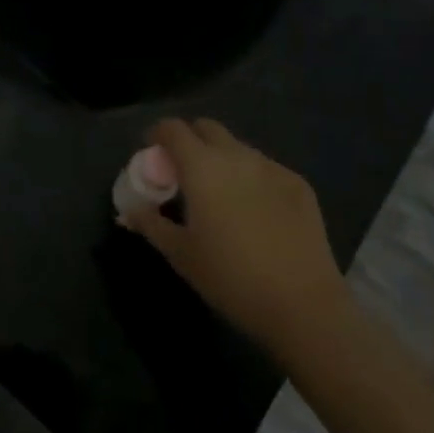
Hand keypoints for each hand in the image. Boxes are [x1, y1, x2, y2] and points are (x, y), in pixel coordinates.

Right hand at [119, 118, 349, 358]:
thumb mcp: (180, 254)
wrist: (303, 304)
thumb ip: (151, 224)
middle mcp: (237, 155)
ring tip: (221, 195)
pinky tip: (256, 212)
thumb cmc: (230, 278)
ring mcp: (271, 166)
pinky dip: (251, 178)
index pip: (173, 128)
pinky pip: (265, 168)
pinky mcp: (298, 183)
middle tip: (184, 173)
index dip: (158, 135)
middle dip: (191, 140)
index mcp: (202, 167)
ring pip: (238, 147)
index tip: (153, 155)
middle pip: (207, 128)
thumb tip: (130, 211)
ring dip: (222, 159)